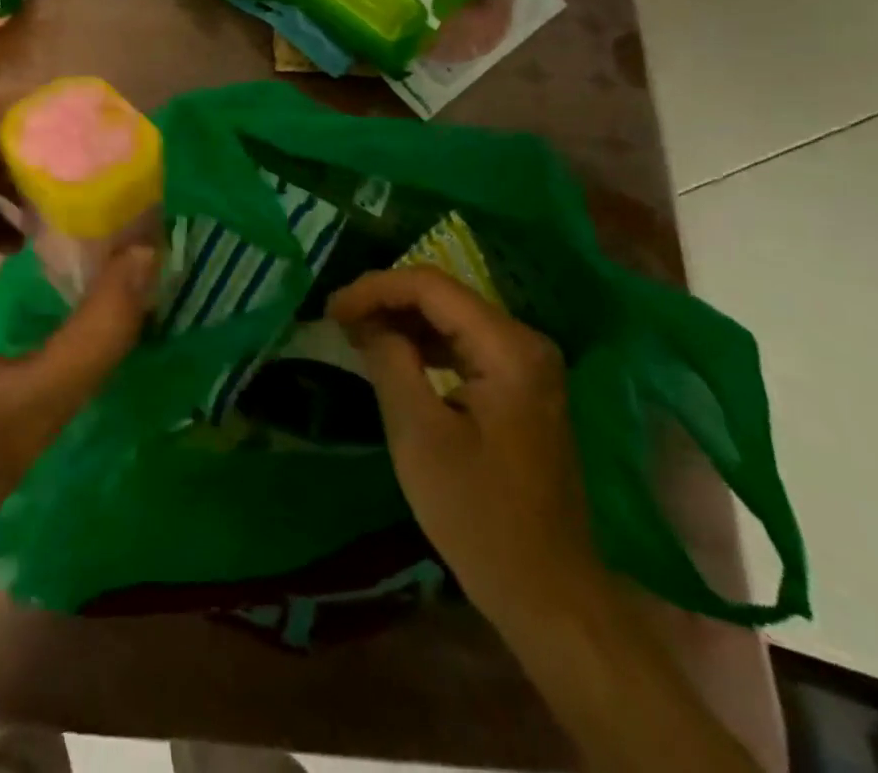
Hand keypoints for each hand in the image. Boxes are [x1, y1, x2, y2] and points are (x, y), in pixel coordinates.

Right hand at [329, 267, 601, 627]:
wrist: (546, 590)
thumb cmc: (478, 514)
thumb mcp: (418, 434)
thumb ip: (389, 361)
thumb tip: (365, 319)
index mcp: (507, 347)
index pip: (430, 286)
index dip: (374, 289)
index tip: (331, 310)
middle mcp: (525, 342)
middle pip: (443, 296)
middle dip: (386, 301)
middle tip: (337, 321)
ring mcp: (527, 364)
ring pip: (451, 317)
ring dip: (402, 321)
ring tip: (355, 334)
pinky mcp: (521, 386)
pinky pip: (464, 345)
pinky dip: (424, 344)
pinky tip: (393, 356)